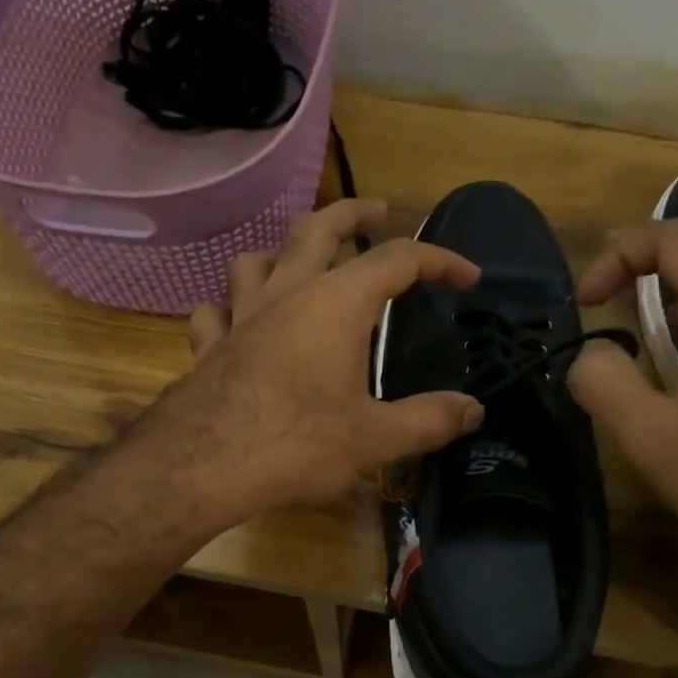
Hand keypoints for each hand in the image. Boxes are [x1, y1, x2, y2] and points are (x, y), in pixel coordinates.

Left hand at [152, 198, 484, 520]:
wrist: (203, 465)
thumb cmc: (297, 442)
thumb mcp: (375, 437)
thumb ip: (429, 420)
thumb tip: (474, 411)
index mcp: (337, 304)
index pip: (398, 260)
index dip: (439, 260)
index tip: (468, 276)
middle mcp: (287, 293)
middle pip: (318, 228)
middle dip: (353, 214)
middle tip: (377, 212)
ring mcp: (241, 315)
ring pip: (256, 259)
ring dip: (281, 253)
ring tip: (299, 264)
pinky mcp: (209, 345)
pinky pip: (215, 310)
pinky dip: (229, 307)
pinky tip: (235, 320)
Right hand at [566, 219, 677, 563]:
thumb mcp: (651, 437)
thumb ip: (604, 382)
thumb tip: (589, 352)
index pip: (674, 240)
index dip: (620, 254)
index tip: (586, 303)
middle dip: (645, 255)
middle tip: (603, 292)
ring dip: (671, 283)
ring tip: (631, 321)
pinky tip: (676, 359)